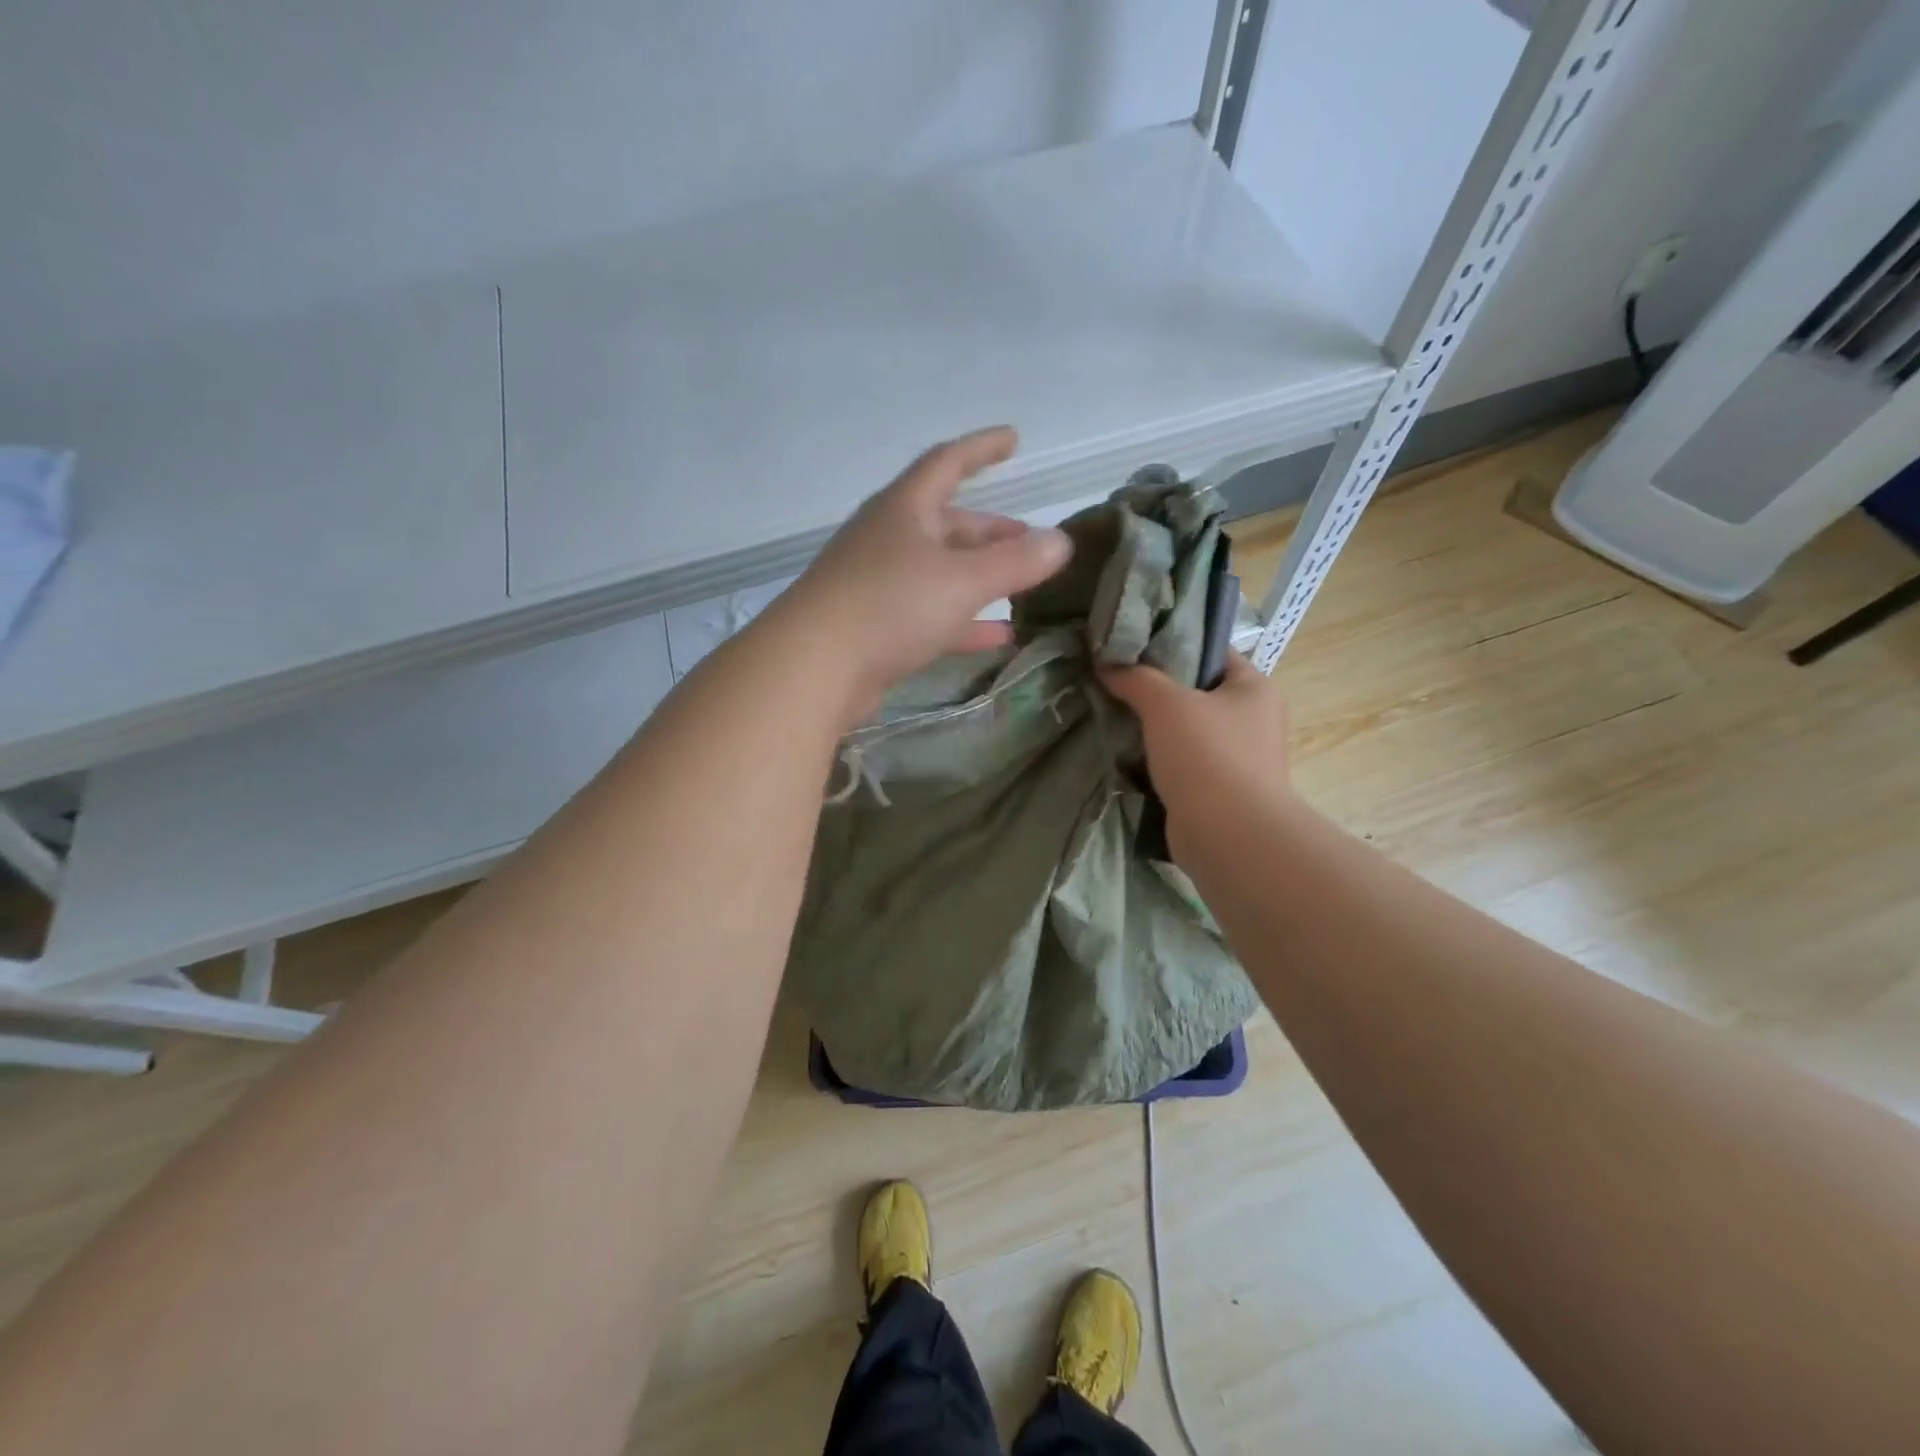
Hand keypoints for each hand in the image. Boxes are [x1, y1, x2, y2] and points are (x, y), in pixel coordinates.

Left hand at [776, 427, 1072, 716]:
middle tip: (1033, 544)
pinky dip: (965, 621)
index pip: (947, 463)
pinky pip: (931, 614)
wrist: (814, 668)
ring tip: (1024, 589)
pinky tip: (999, 637)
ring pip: (941, 572)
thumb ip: (1015, 562)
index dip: (982, 449)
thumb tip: (1061, 542)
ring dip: (981, 578)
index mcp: (904, 509)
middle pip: (948, 524)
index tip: (1013, 439)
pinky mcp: (875, 627)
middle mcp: (888, 539)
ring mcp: (878, 584)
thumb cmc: (889, 605)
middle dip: (992, 532)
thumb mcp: (961, 580)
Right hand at [1098, 653, 1290, 861]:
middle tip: (1116, 682)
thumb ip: (1135, 677)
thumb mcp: (1165, 703)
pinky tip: (1128, 756)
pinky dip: (1159, 761)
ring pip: (1188, 731)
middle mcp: (1254, 720)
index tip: (1134, 647)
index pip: (1214, 652)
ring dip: (1155, 729)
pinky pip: (1184, 765)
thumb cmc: (1206, 755)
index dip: (1175, 644)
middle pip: (1198, 692)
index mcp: (1254, 688)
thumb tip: (1105, 662)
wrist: (1227, 834)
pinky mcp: (1220, 791)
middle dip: (1158, 690)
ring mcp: (1239, 759)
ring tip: (1114, 716)